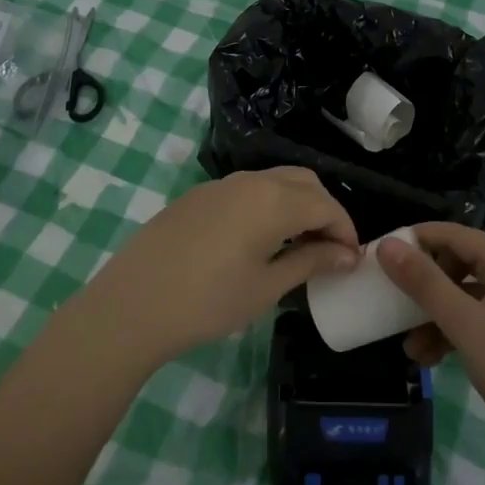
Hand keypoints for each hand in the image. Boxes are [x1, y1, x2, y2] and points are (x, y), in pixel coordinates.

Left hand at [74, 168, 360, 370]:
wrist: (132, 303)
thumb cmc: (208, 301)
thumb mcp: (267, 287)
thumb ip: (310, 262)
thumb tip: (346, 254)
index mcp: (274, 200)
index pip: (326, 204)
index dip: (345, 230)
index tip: (351, 259)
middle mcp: (252, 180)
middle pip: (304, 182)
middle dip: (324, 210)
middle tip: (328, 249)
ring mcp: (222, 184)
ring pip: (275, 181)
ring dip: (296, 204)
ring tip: (298, 244)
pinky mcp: (199, 195)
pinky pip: (248, 190)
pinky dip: (268, 205)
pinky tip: (259, 239)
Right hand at [379, 223, 484, 456]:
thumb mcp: (465, 324)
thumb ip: (425, 283)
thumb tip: (387, 245)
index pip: (452, 233)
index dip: (415, 241)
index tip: (380, 257)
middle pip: (457, 264)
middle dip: (423, 288)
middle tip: (393, 305)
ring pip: (465, 296)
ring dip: (435, 317)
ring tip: (410, 350)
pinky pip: (478, 318)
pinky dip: (454, 333)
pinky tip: (432, 359)